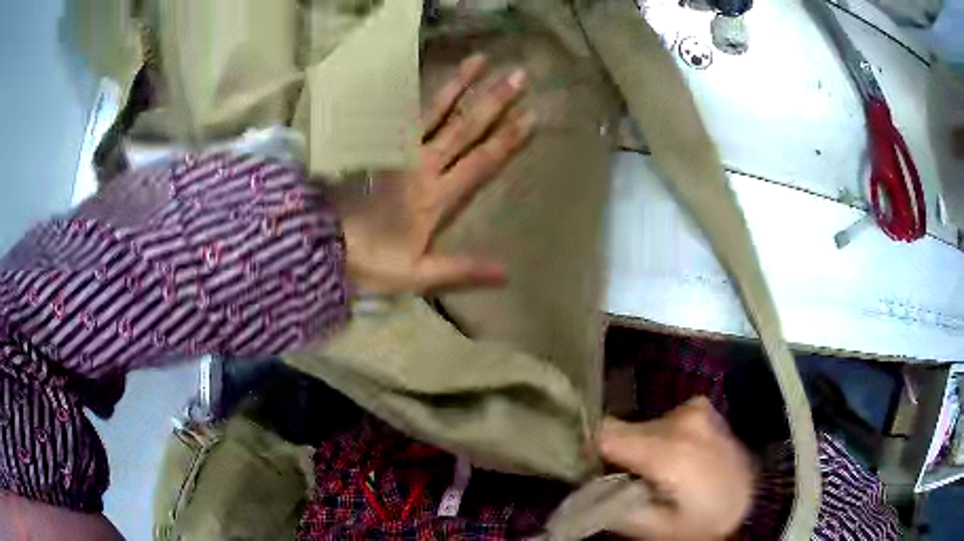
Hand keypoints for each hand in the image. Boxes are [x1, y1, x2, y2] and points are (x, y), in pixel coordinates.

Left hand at [339, 54, 534, 293]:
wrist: (321, 245)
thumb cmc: (370, 261)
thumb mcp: (417, 274)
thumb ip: (461, 270)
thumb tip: (507, 273)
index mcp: (436, 197)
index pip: (480, 162)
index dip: (507, 139)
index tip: (530, 115)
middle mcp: (421, 165)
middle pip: (463, 128)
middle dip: (493, 101)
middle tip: (518, 75)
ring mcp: (397, 151)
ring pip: (433, 112)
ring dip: (458, 85)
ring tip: (478, 59)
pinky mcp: (376, 145)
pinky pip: (399, 114)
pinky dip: (413, 93)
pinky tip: (424, 74)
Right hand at [597, 397, 754, 539]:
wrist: (750, 503)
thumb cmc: (700, 523)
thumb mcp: (652, 528)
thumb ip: (613, 506)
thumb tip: (586, 485)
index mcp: (670, 450)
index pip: (605, 433)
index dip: (591, 453)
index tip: (595, 473)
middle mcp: (682, 419)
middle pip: (624, 429)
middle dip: (620, 454)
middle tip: (633, 482)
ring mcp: (696, 409)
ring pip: (644, 425)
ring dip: (641, 447)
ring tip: (659, 474)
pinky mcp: (703, 408)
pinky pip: (664, 420)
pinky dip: (661, 438)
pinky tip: (676, 460)